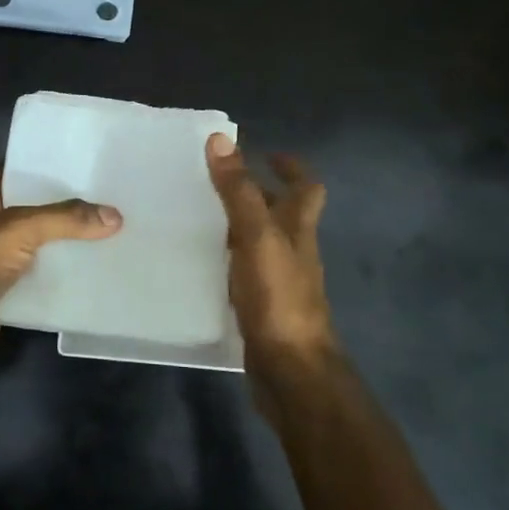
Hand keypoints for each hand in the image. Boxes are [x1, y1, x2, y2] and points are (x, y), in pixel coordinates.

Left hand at [0, 165, 121, 373]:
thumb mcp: (19, 229)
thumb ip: (66, 219)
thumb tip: (116, 216)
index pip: (27, 168)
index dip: (59, 166)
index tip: (99, 166)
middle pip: (40, 206)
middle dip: (74, 207)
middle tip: (118, 200)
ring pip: (44, 241)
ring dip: (72, 242)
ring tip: (118, 232)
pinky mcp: (7, 285)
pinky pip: (43, 273)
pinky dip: (65, 273)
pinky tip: (99, 269)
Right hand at [206, 134, 338, 403]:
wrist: (290, 370)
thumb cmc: (278, 298)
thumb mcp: (256, 236)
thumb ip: (239, 191)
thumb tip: (221, 139)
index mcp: (299, 229)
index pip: (306, 187)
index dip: (291, 167)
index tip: (266, 154)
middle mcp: (294, 251)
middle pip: (284, 214)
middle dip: (259, 194)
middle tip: (218, 182)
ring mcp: (281, 281)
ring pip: (263, 243)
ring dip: (241, 226)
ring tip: (202, 216)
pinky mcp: (264, 307)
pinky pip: (248, 271)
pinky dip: (231, 260)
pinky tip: (205, 263)